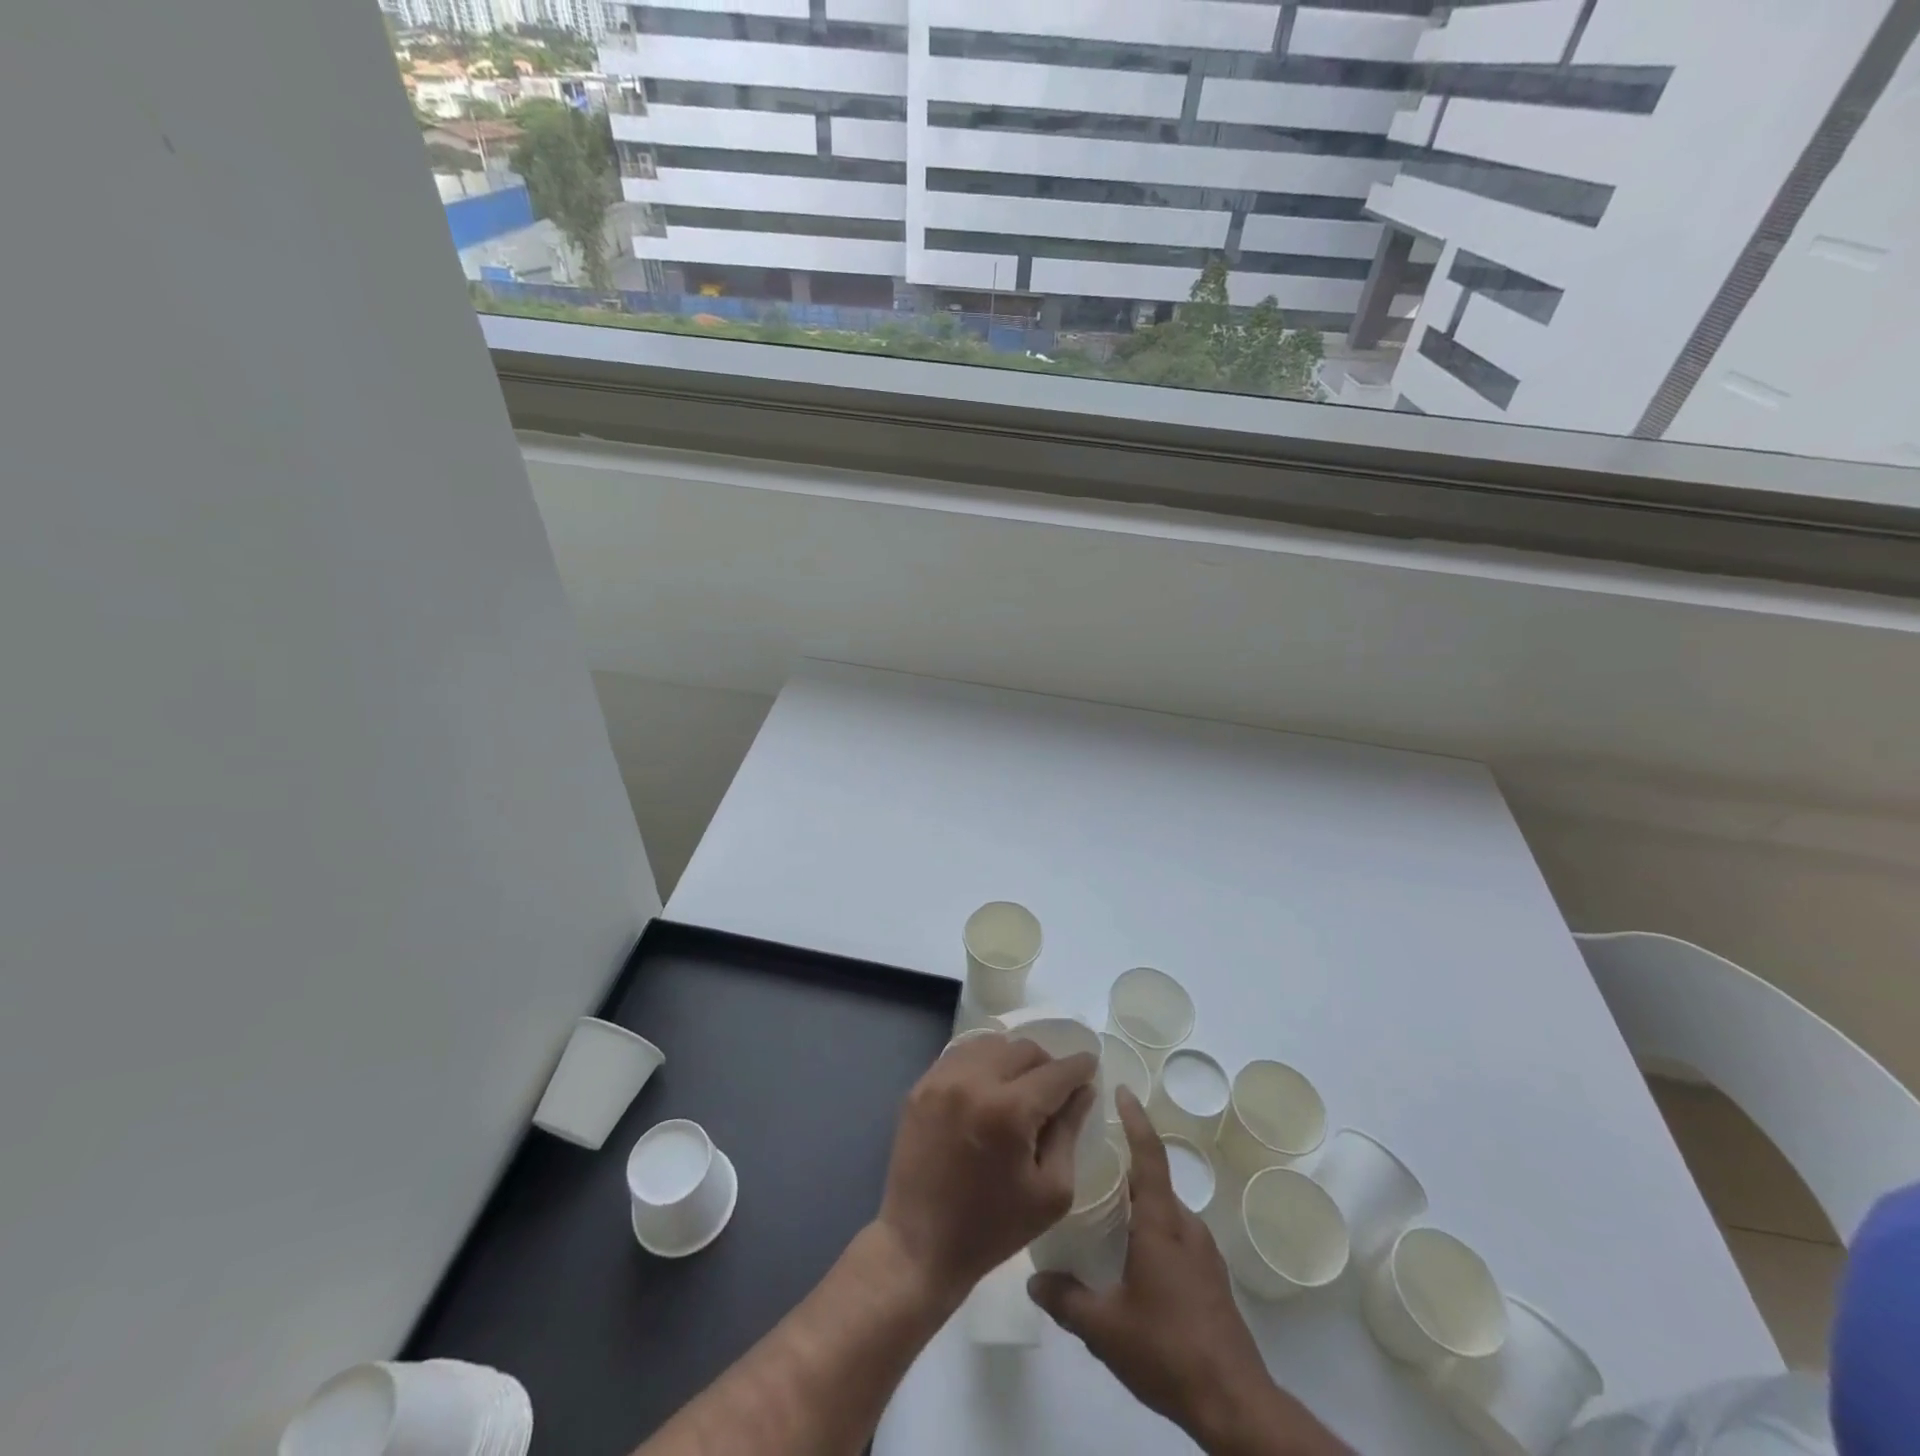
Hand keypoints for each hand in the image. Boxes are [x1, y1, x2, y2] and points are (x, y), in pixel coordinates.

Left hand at [875, 1033, 1096, 1302]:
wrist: (919, 1245)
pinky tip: (988, 1087)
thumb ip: (1070, 1132)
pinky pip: (961, 1055)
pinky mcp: (921, 1085)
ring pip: (991, 1044)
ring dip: (1013, 1059)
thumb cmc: (993, 1228)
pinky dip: (982, 1062)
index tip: (1090, 1067)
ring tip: (1019, 1086)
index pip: (1056, 1072)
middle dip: (1047, 1064)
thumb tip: (1084, 1090)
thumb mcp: (1051, 1191)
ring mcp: (942, 1079)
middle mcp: (974, 1081)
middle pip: (1024, 1049)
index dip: (1079, 1067)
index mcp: (1010, 1110)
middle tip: (1054, 1088)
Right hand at [1029, 1090, 1349, 1455]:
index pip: (1149, 1155)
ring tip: (1104, 1202)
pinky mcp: (1211, 1277)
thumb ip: (1065, 1299)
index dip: (1135, 1119)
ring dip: (1138, 1197)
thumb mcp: (1104, 1328)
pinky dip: (1151, 1224)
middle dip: (1126, 1160)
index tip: (1121, 1089)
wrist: (1234, 1404)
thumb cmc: (1167, 1350)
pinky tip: (1130, 1251)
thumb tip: (1033, 1280)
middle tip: (1091, 1153)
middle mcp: (1185, 1226)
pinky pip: (1176, 1232)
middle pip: (1154, 1178)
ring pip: (1165, 1208)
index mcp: (1161, 1223)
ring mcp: (1203, 1252)